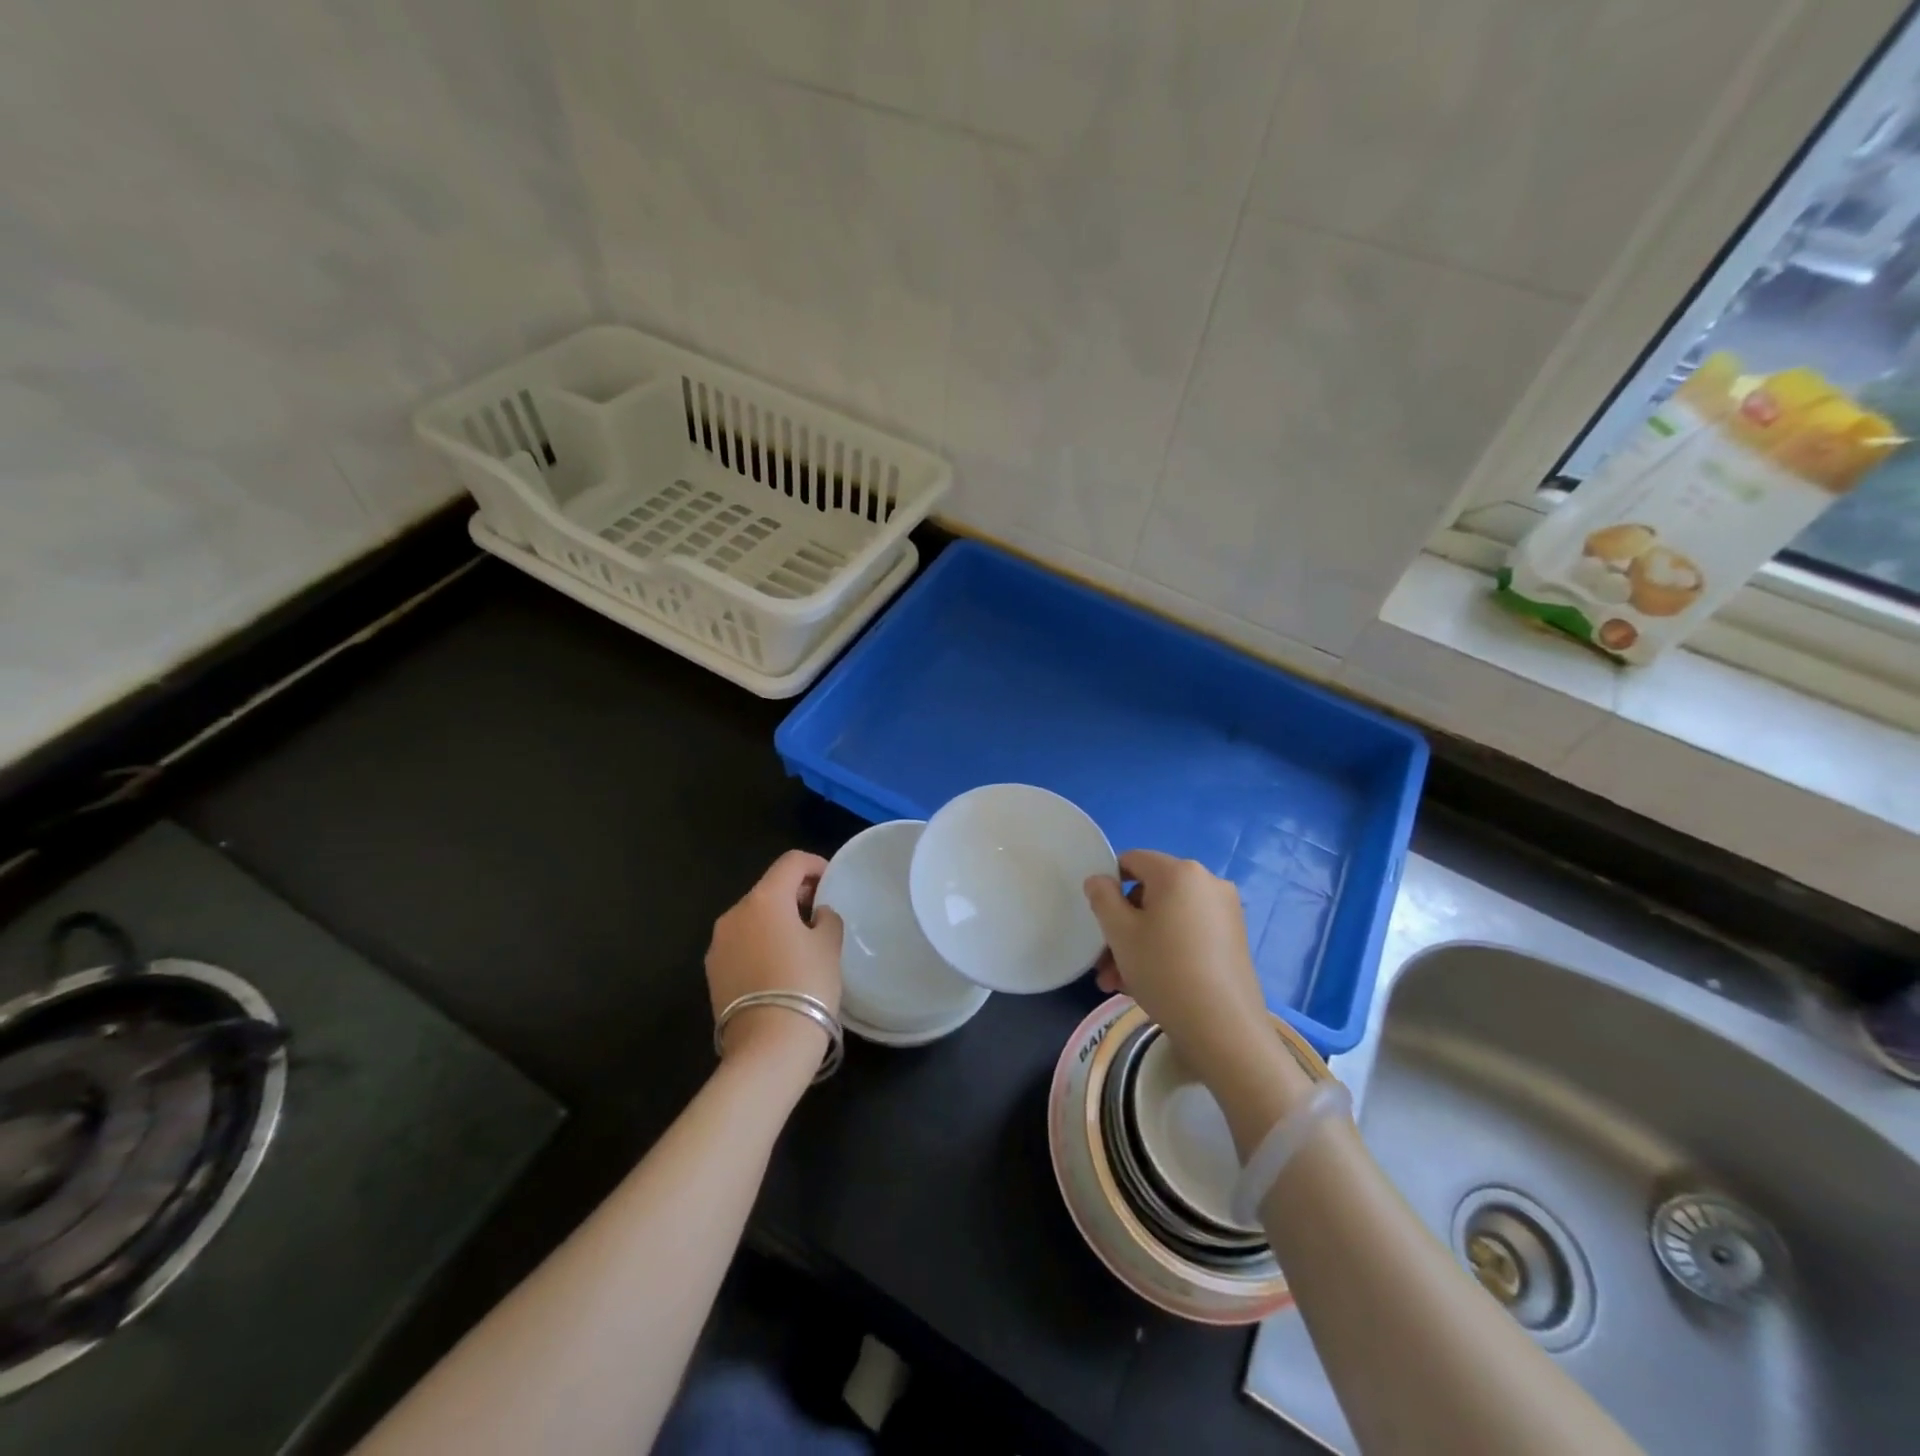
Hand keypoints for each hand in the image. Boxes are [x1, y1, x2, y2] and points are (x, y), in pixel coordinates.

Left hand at [706, 850, 843, 1066]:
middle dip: (795, 894)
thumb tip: (816, 914)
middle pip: (769, 889)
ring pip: (752, 917)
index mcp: (765, 899)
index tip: (831, 881)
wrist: (768, 1046)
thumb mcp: (829, 945)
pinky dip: (759, 943)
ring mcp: (718, 943)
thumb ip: (826, 918)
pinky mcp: (712, 971)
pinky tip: (778, 967)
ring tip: (800, 944)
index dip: (815, 864)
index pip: (791, 862)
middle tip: (820, 913)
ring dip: (775, 920)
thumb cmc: (806, 985)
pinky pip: (741, 943)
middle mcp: (735, 913)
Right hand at [1085, 851, 1312, 1130]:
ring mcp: (1225, 912)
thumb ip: (1102, 898)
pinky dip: (1165, 950)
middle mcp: (1207, 883)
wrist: (1223, 1028)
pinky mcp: (1234, 940)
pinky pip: (1188, 934)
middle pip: (1150, 894)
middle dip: (1122, 926)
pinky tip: (1147, 986)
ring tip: (1119, 984)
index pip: (1132, 860)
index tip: (1098, 918)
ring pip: (1167, 919)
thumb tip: (1099, 880)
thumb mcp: (1120, 932)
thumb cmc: (1164, 969)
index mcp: (1179, 872)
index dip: (1109, 884)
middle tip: (1104, 963)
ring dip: (1139, 944)